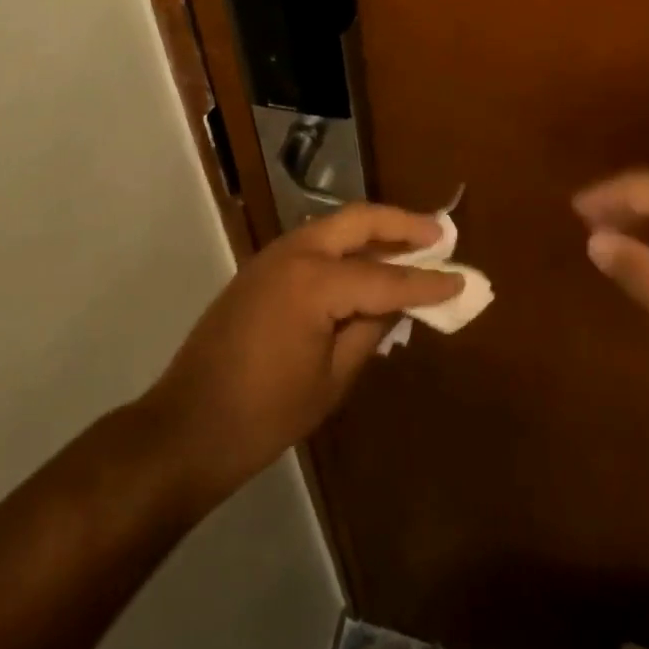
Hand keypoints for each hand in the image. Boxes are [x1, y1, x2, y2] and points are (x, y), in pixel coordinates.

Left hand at [143, 205, 462, 503]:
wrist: (187, 427)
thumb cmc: (264, 415)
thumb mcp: (331, 380)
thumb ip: (369, 332)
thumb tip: (399, 303)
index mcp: (314, 283)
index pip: (385, 278)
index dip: (426, 282)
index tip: (462, 279)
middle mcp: (295, 253)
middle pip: (359, 221)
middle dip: (402, 224)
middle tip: (440, 234)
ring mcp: (274, 256)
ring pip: (336, 226)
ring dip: (375, 231)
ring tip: (413, 243)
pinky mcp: (262, 268)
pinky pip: (316, 245)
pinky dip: (348, 247)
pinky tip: (368, 266)